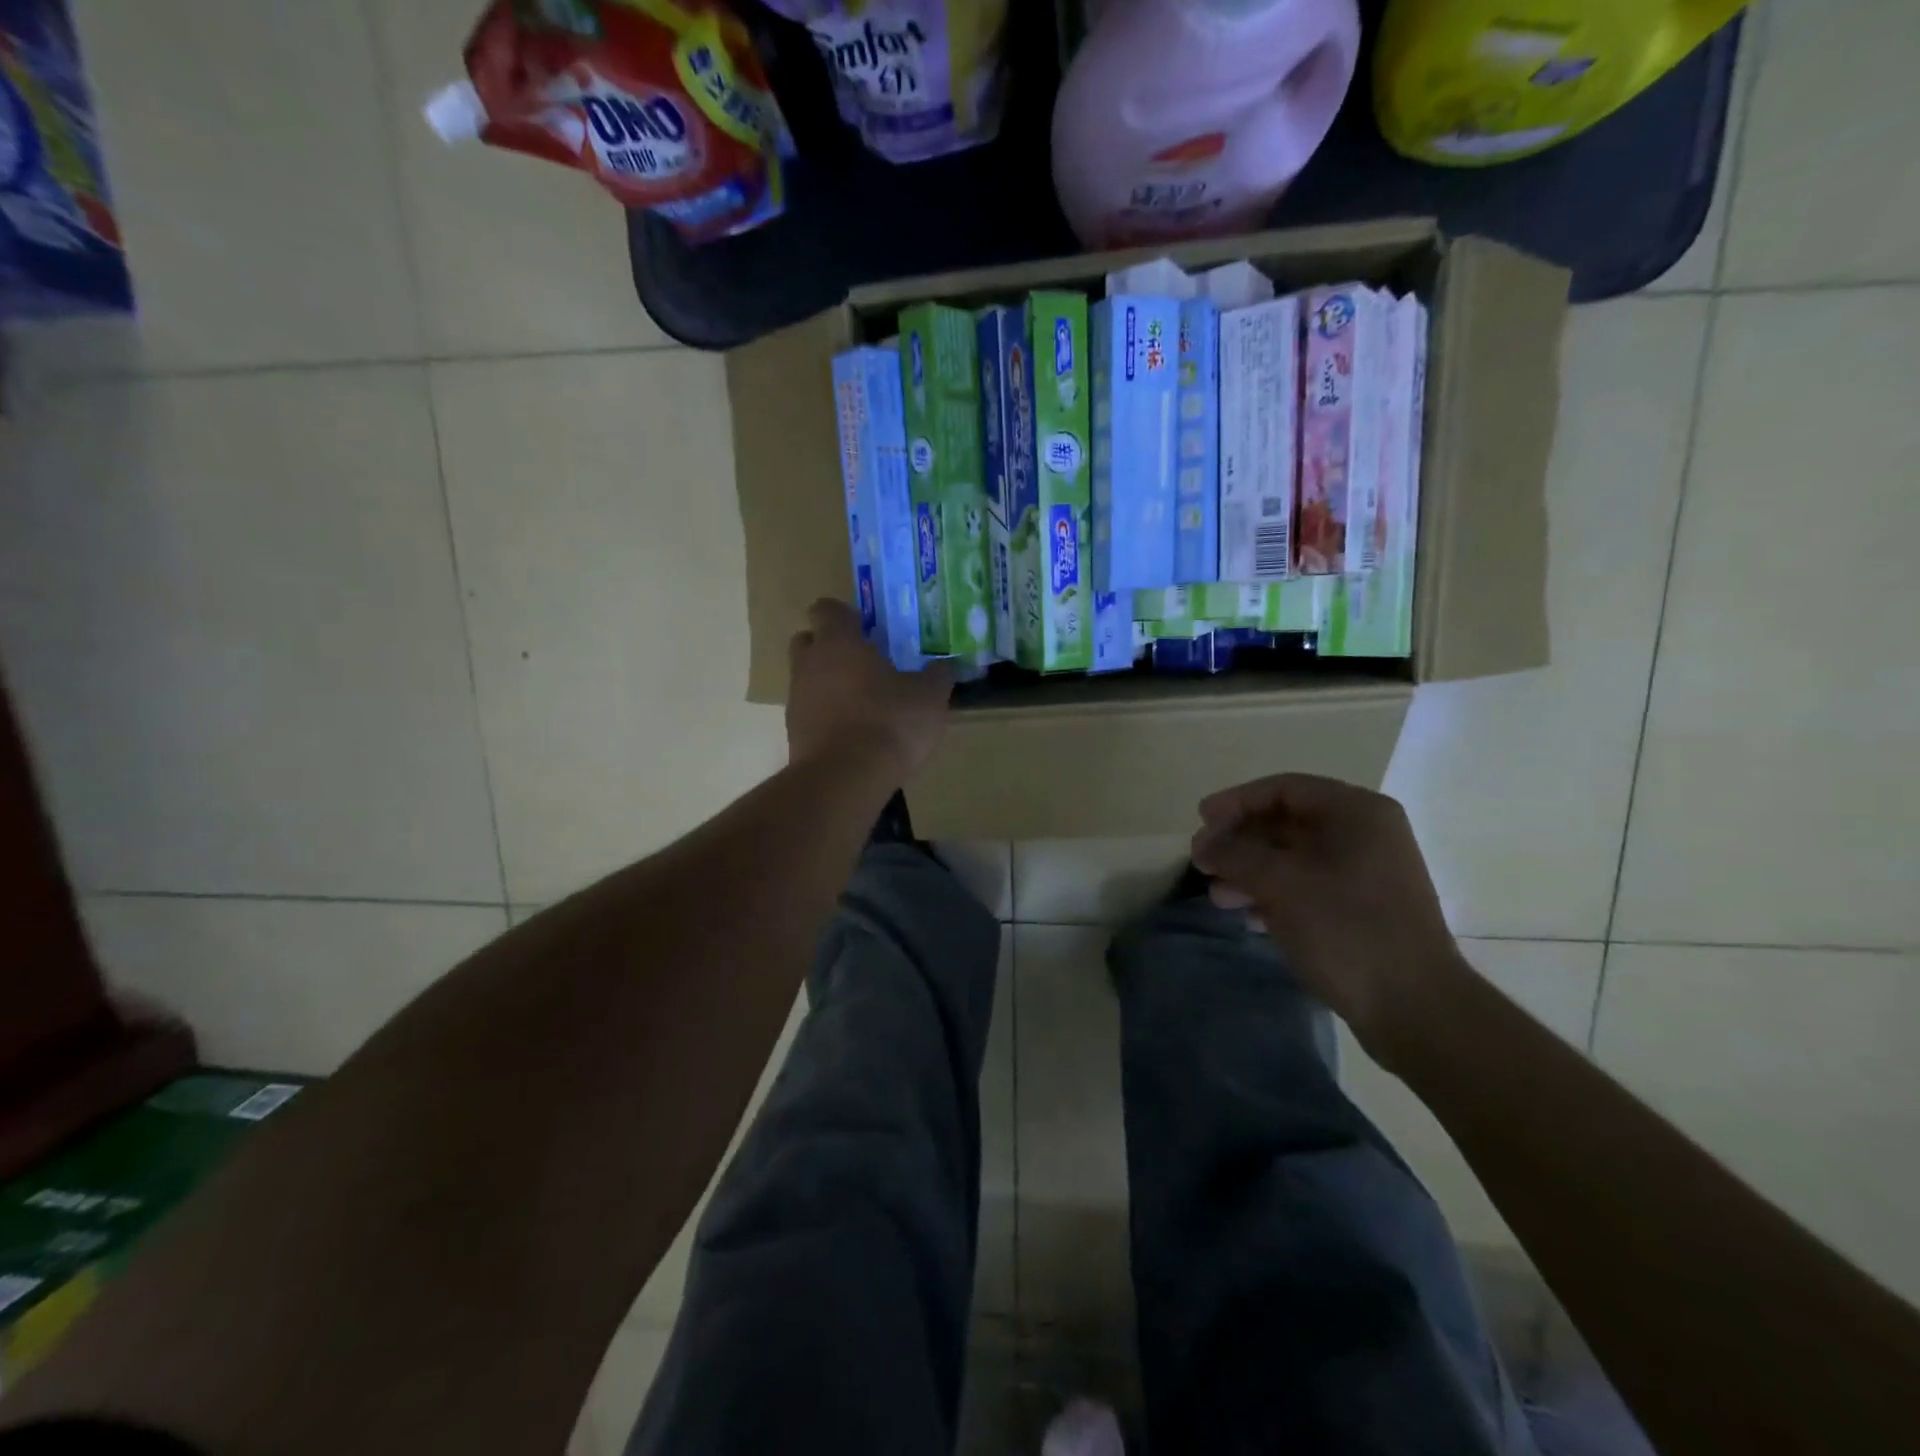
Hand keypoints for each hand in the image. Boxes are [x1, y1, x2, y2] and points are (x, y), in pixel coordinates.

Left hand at [786, 598, 953, 777]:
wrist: (845, 779)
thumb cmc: (889, 722)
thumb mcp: (929, 698)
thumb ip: (937, 677)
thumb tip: (944, 667)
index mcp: (838, 642)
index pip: (826, 609)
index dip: (845, 615)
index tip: (868, 628)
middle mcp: (809, 664)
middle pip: (808, 641)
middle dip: (830, 646)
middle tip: (863, 662)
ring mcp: (796, 700)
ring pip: (807, 679)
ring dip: (828, 685)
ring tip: (863, 703)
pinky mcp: (794, 734)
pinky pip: (809, 714)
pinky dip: (827, 717)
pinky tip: (854, 734)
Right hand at [1190, 773, 1466, 1067]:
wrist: (1415, 1009)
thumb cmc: (1347, 930)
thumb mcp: (1281, 884)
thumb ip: (1235, 855)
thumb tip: (1202, 843)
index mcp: (1357, 813)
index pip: (1284, 789)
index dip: (1236, 801)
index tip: (1200, 821)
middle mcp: (1365, 835)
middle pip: (1287, 822)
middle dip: (1240, 842)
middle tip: (1202, 861)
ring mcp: (1366, 874)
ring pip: (1293, 858)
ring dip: (1251, 871)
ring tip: (1217, 896)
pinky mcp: (1362, 910)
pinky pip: (1307, 887)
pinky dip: (1274, 895)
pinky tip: (1249, 916)